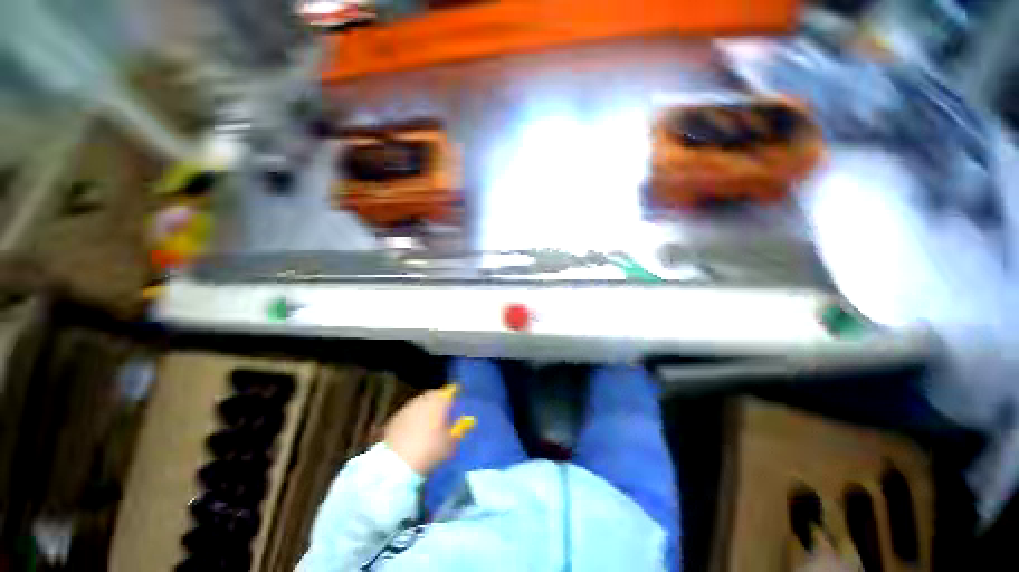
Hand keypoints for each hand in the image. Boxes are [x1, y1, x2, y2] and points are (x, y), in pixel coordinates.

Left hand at [384, 384, 475, 474]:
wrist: (396, 465)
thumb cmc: (430, 451)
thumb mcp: (450, 443)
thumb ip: (460, 429)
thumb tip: (469, 420)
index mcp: (439, 402)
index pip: (449, 391)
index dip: (454, 395)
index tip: (457, 401)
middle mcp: (423, 400)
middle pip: (434, 395)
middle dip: (439, 400)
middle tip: (444, 410)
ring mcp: (407, 408)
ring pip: (420, 403)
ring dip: (425, 408)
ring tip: (429, 421)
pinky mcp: (394, 418)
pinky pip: (408, 413)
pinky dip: (413, 417)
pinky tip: (414, 429)